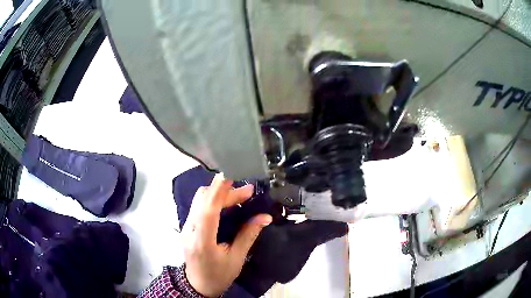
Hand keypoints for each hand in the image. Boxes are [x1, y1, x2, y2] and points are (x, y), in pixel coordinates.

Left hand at [182, 173, 271, 296]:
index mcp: (202, 241)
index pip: (207, 209)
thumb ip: (248, 235)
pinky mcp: (186, 226)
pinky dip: (213, 200)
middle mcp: (189, 230)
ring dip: (219, 193)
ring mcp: (185, 227)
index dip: (218, 190)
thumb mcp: (237, 258)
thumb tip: (265, 217)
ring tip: (240, 196)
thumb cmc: (219, 275)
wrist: (198, 285)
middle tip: (248, 192)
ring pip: (199, 200)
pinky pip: (198, 206)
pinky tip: (227, 203)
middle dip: (225, 191)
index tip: (232, 175)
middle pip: (203, 200)